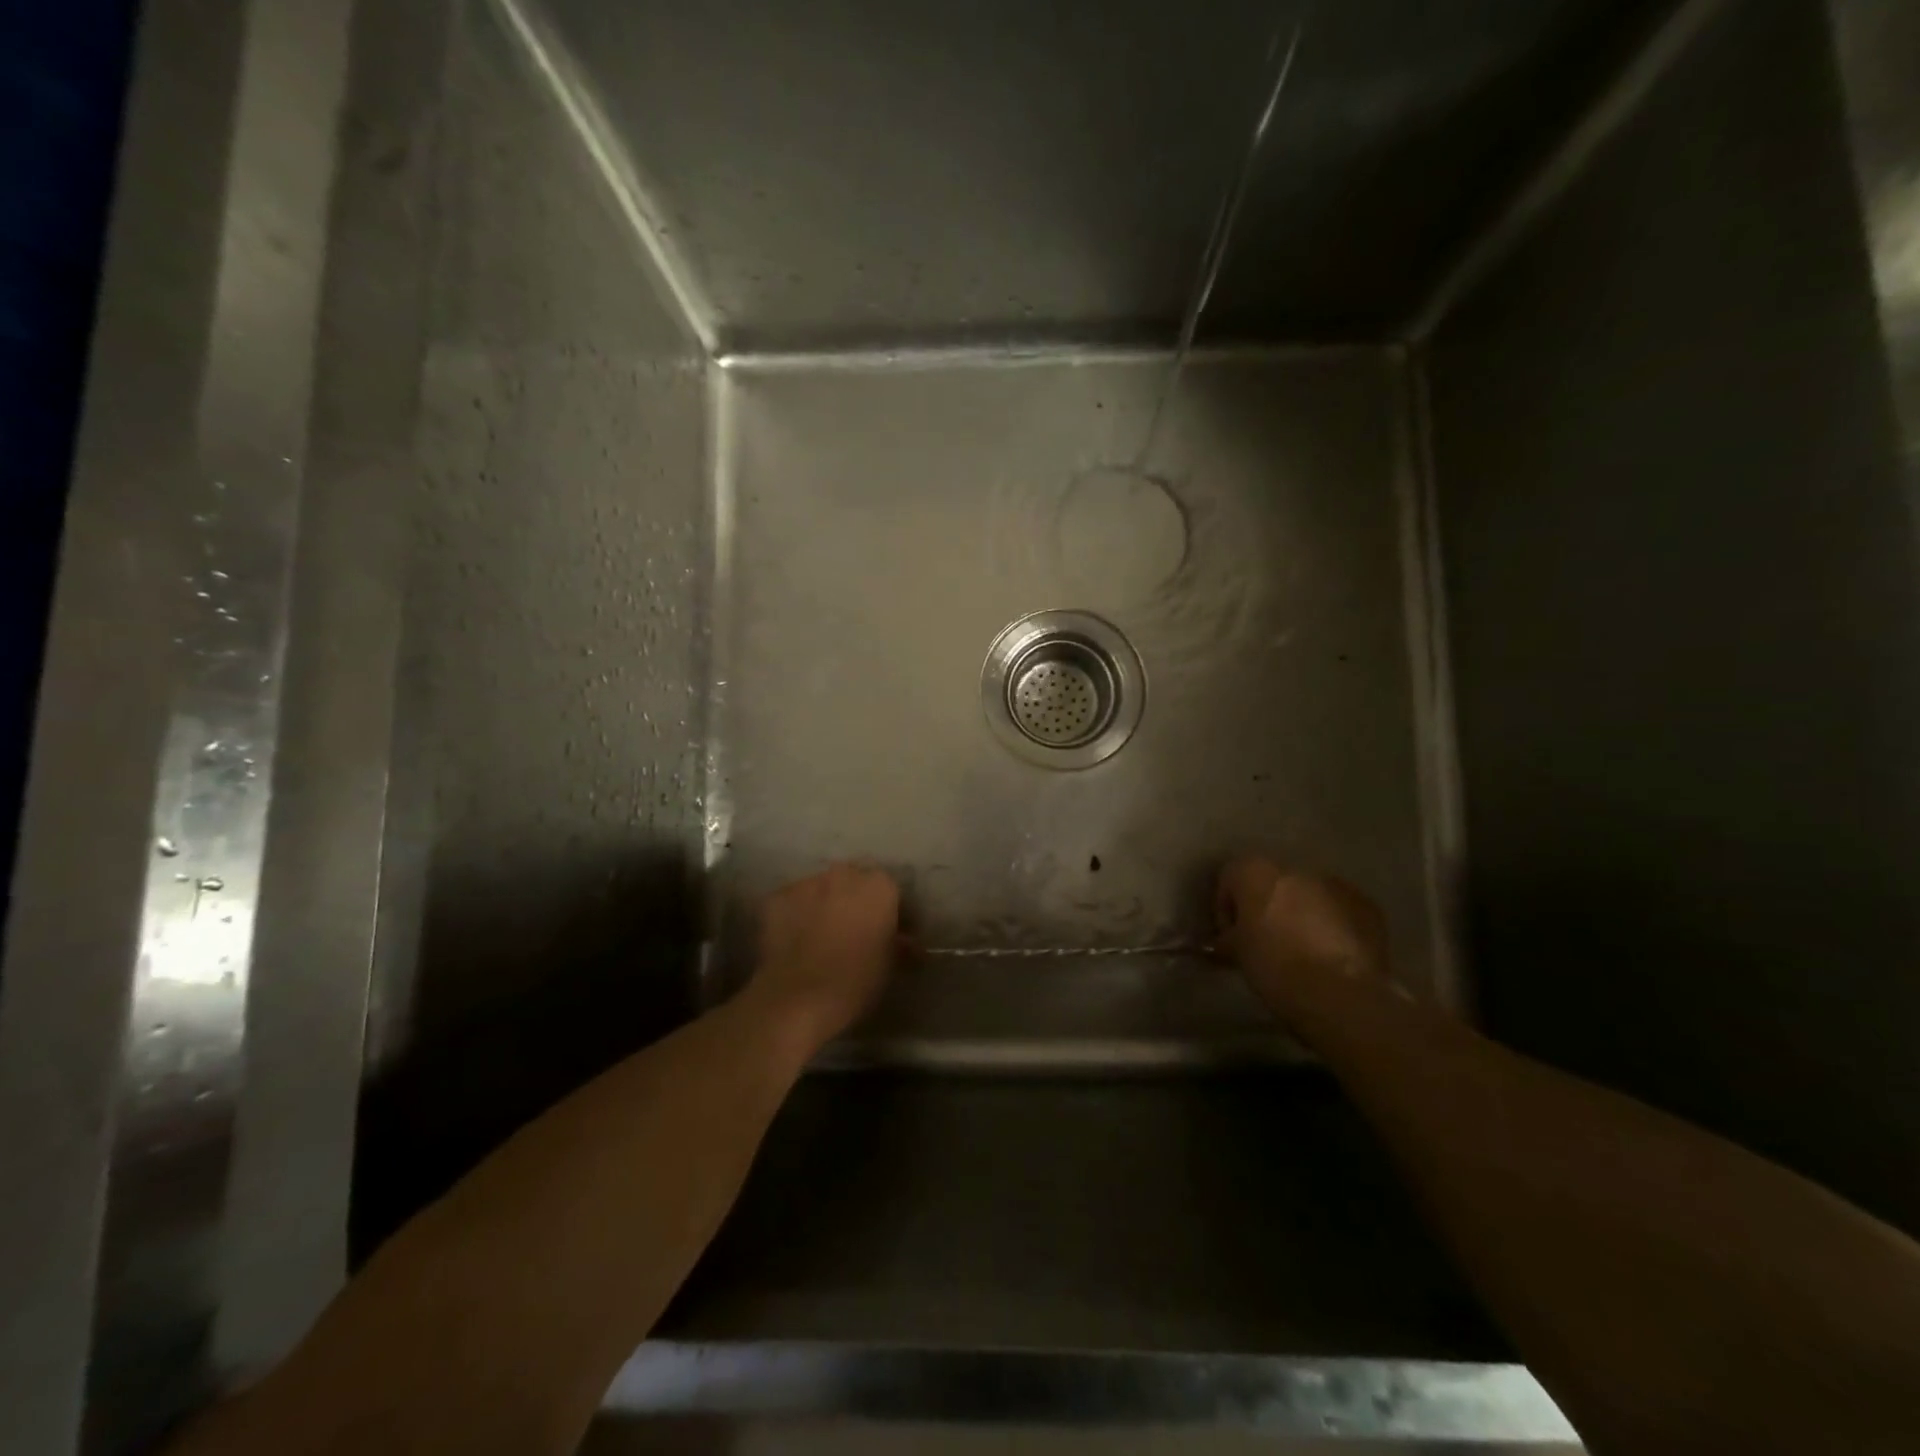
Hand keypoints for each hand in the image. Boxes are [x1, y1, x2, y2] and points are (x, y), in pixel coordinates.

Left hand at [748, 863, 899, 1048]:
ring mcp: (807, 883)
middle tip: (854, 929)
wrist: (799, 999)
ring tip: (821, 934)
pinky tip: (795, 939)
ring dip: (825, 904)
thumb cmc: (856, 980)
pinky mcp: (777, 898)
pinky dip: (796, 915)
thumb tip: (910, 944)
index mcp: (879, 886)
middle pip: (853, 881)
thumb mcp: (890, 964)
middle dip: (855, 900)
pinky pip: (792, 902)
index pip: (890, 889)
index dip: (889, 909)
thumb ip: (901, 944)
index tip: (888, 930)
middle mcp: (843, 874)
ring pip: (821, 888)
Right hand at [1216, 858, 1389, 1017]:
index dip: (1226, 910)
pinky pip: (1340, 910)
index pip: (1229, 878)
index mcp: (1255, 871)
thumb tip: (1224, 943)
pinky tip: (1331, 955)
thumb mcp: (1238, 954)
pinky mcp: (1367, 906)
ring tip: (1302, 951)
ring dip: (1301, 914)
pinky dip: (1333, 926)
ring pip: (1308, 894)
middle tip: (1265, 942)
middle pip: (1271, 883)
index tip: (1230, 938)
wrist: (1339, 993)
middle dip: (1267, 908)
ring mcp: (1335, 884)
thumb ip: (1229, 939)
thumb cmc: (1274, 966)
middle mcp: (1294, 868)